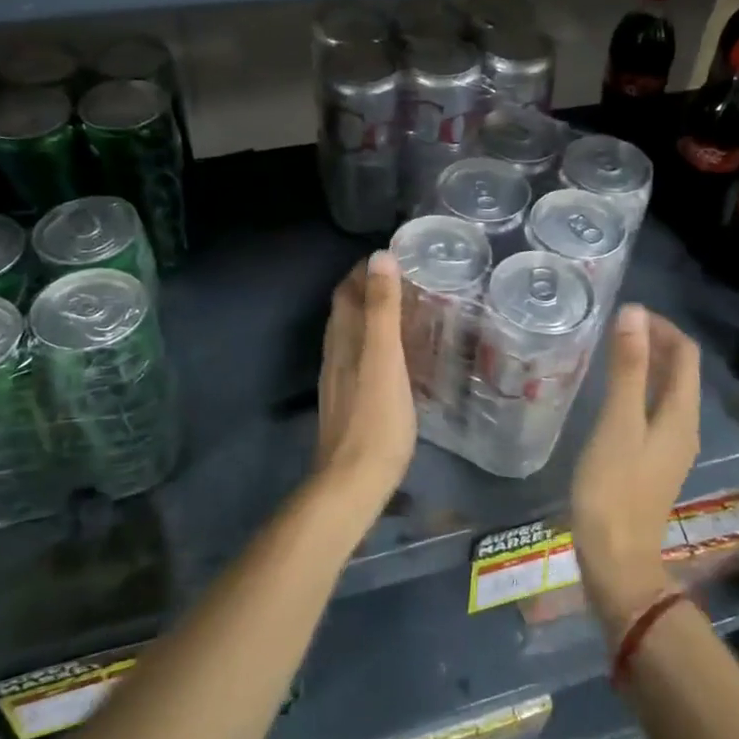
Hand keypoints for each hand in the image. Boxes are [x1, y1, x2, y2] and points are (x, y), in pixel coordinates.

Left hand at [314, 251, 416, 513]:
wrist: (352, 482)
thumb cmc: (376, 419)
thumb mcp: (385, 358)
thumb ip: (382, 310)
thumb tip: (379, 257)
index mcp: (344, 340)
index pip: (346, 292)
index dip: (363, 271)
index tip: (392, 256)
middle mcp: (336, 355)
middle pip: (345, 312)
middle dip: (366, 290)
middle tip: (403, 279)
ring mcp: (339, 381)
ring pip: (350, 337)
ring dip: (369, 316)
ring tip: (400, 310)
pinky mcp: (348, 403)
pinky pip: (357, 359)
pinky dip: (372, 343)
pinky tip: (391, 355)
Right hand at [570, 305, 700, 641]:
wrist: (616, 561)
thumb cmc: (614, 489)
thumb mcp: (618, 423)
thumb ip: (627, 368)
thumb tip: (634, 313)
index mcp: (681, 415)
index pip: (685, 354)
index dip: (662, 327)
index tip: (627, 313)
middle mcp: (684, 428)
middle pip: (679, 372)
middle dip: (653, 343)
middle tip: (614, 328)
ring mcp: (669, 448)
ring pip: (665, 393)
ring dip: (645, 367)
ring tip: (610, 353)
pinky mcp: (652, 463)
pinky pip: (652, 413)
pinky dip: (637, 392)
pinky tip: (609, 396)